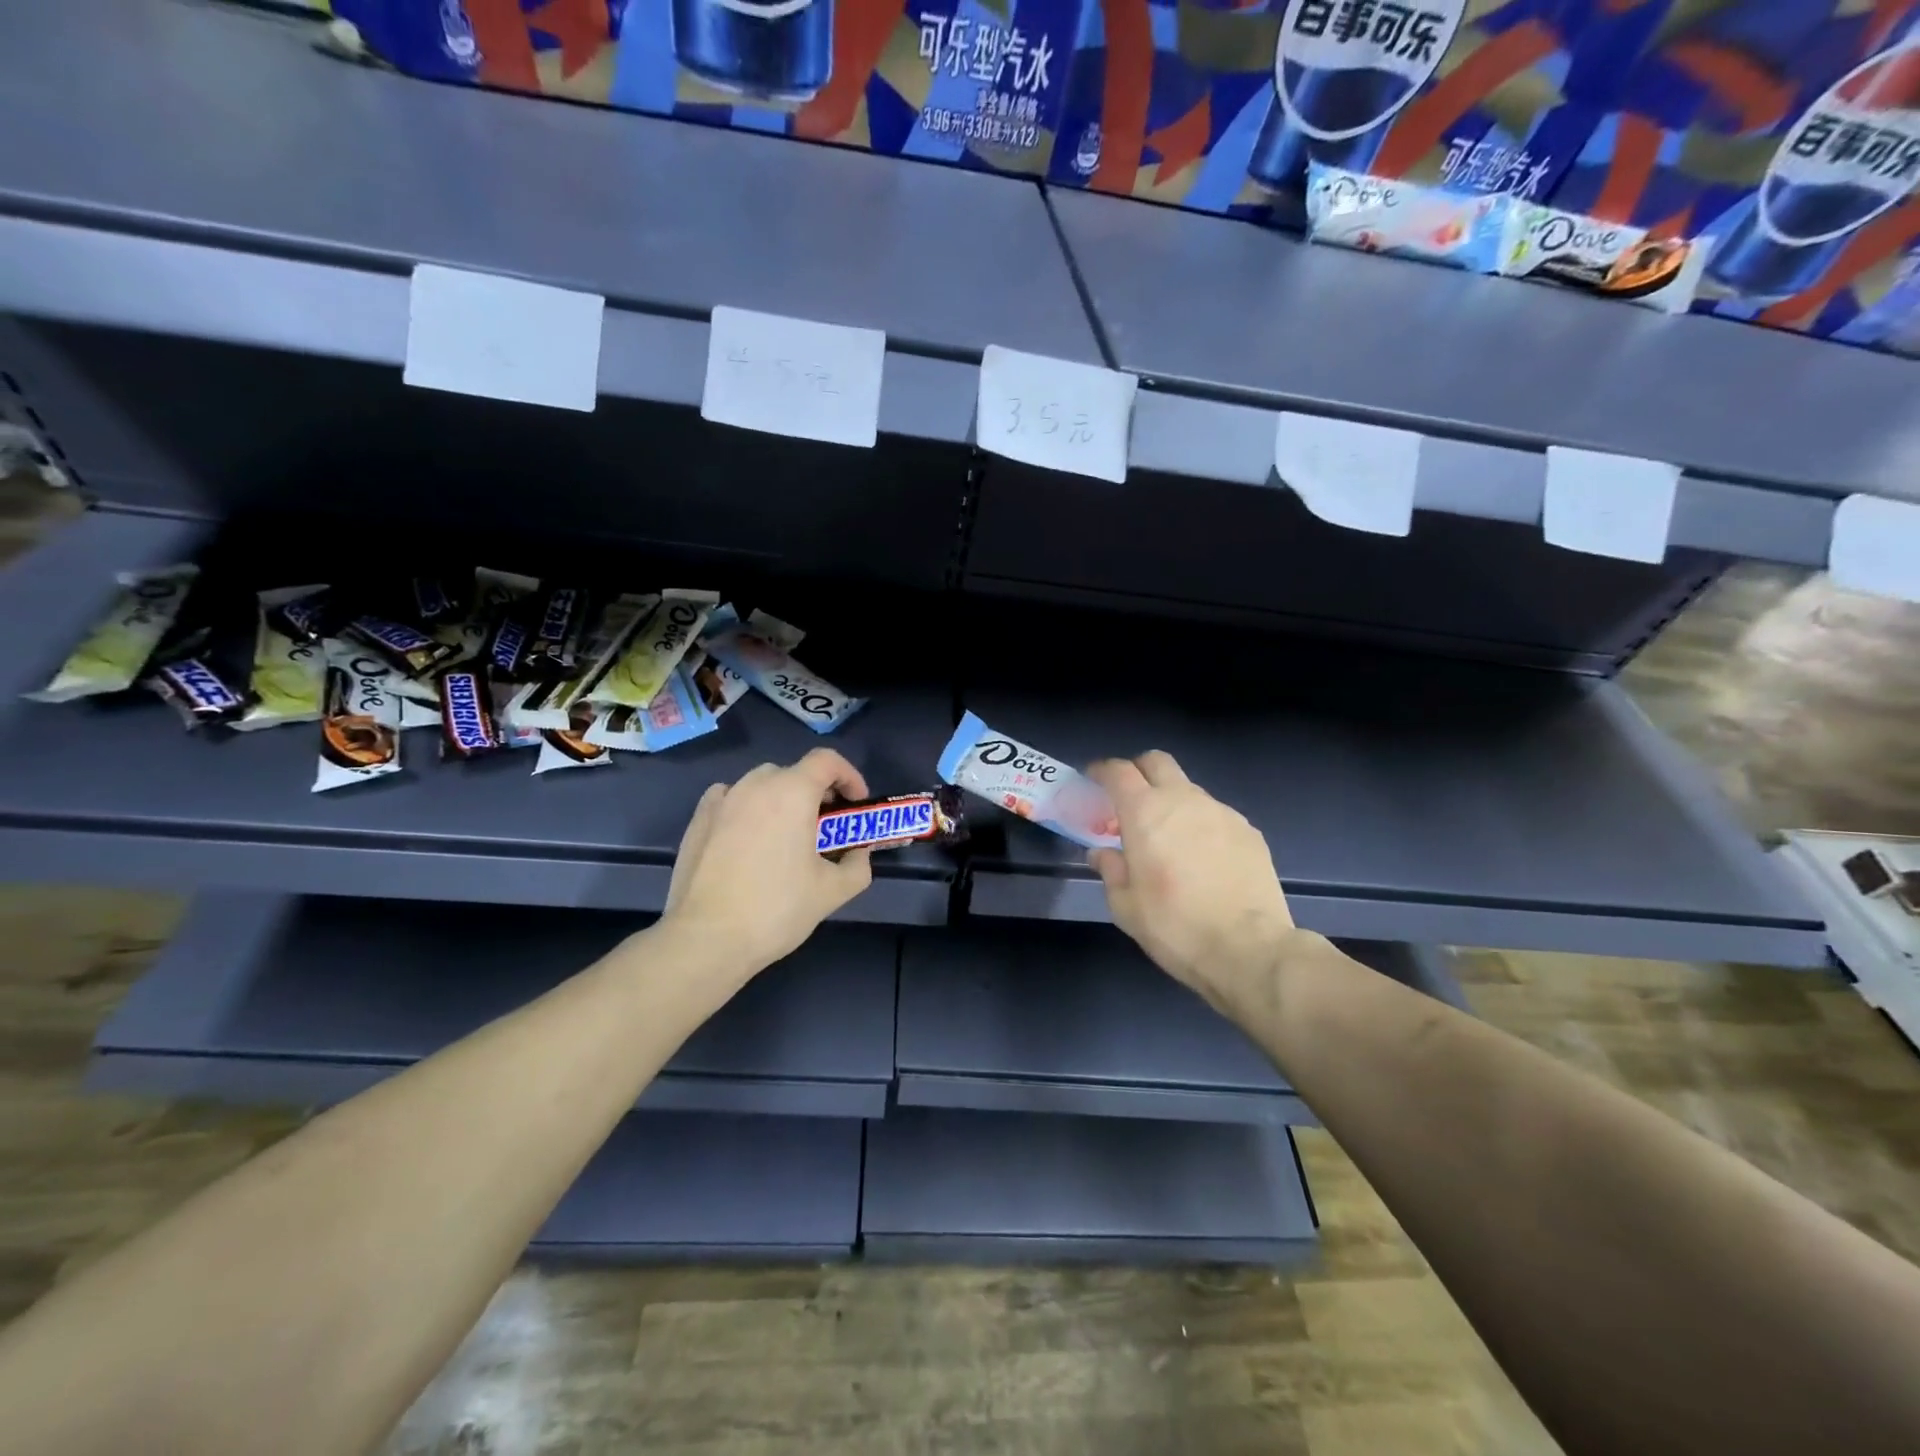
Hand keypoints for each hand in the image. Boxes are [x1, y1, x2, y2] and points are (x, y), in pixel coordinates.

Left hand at [661, 748, 873, 976]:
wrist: (707, 938)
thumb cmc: (777, 909)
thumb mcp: (833, 892)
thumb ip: (857, 866)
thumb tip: (858, 854)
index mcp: (792, 793)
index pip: (827, 760)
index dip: (849, 776)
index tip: (855, 804)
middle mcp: (755, 785)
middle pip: (794, 772)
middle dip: (816, 792)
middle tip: (825, 826)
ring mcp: (722, 800)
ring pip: (760, 784)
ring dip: (781, 800)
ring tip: (785, 836)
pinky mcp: (698, 819)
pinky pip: (730, 798)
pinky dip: (747, 808)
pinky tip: (748, 839)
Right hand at [1087, 752, 1296, 1017]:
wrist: (1249, 949)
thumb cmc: (1174, 927)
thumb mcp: (1125, 906)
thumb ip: (1110, 869)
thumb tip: (1103, 853)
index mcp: (1144, 812)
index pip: (1117, 771)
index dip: (1101, 771)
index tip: (1092, 781)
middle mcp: (1183, 800)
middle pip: (1156, 762)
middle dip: (1138, 771)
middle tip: (1129, 801)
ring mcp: (1221, 812)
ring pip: (1188, 789)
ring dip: (1172, 802)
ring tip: (1169, 838)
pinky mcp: (1249, 831)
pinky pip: (1215, 815)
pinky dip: (1201, 825)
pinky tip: (1203, 859)